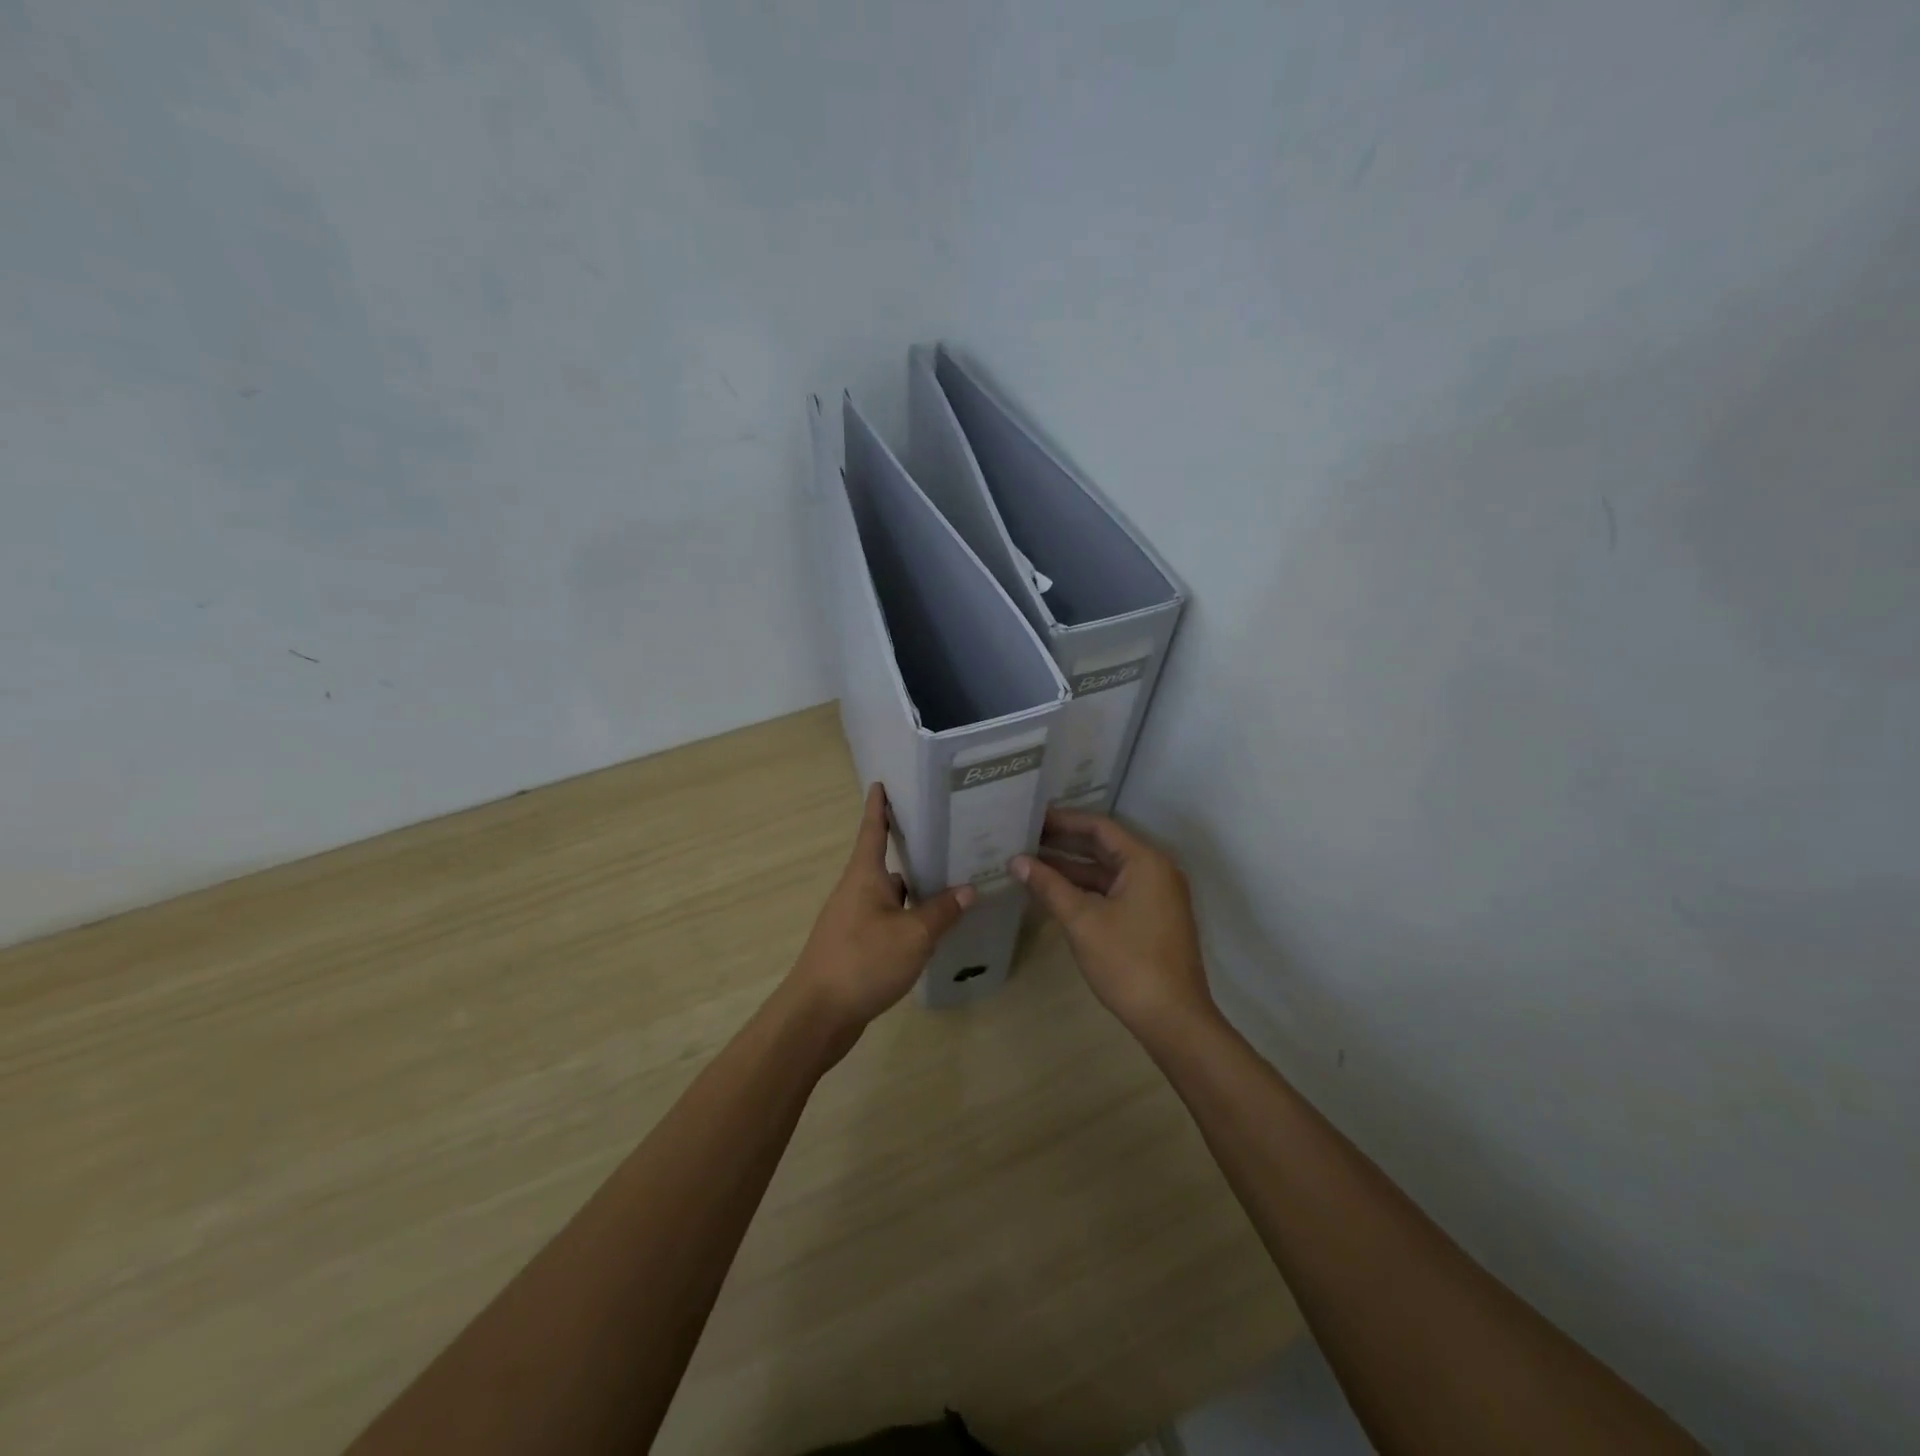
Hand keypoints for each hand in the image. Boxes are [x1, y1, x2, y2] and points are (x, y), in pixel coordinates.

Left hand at [788, 784, 974, 1034]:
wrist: (817, 1015)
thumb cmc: (863, 961)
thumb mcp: (913, 935)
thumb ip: (942, 911)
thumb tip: (968, 889)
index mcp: (865, 876)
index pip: (872, 829)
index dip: (879, 806)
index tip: (883, 782)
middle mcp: (856, 891)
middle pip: (886, 862)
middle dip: (913, 851)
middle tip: (948, 838)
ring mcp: (853, 920)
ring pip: (890, 896)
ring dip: (915, 891)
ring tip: (952, 884)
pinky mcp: (855, 946)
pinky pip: (887, 921)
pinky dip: (908, 919)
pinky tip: (932, 929)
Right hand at [1012, 807, 1213, 1037]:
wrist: (1173, 1019)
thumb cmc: (1128, 962)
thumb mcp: (1083, 920)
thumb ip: (1049, 886)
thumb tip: (1016, 861)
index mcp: (1145, 861)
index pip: (1099, 827)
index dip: (1063, 820)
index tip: (1031, 816)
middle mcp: (1155, 870)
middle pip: (1104, 847)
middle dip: (1064, 843)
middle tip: (1024, 837)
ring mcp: (1156, 896)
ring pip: (1107, 872)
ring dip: (1072, 868)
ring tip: (1030, 863)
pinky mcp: (1151, 918)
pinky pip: (1114, 891)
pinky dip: (1086, 889)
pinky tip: (1055, 892)